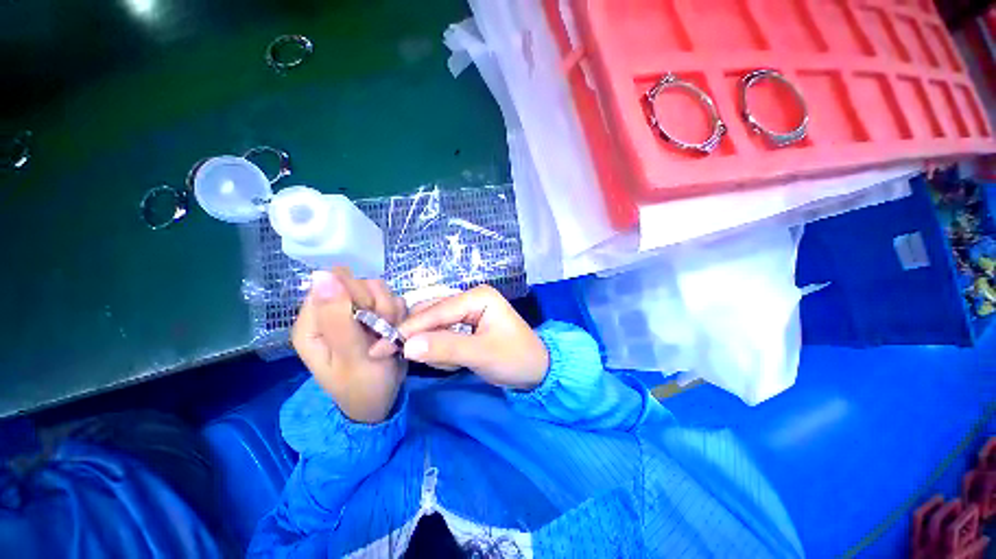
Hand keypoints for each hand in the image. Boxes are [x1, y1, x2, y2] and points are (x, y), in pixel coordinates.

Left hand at [292, 268, 406, 422]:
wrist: (381, 400)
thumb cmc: (362, 385)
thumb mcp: (350, 356)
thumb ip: (337, 318)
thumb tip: (321, 274)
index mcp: (313, 322)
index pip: (335, 281)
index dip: (357, 294)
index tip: (371, 316)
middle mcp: (331, 312)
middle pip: (360, 282)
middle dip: (378, 304)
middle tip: (383, 330)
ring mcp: (355, 311)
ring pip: (379, 289)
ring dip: (391, 310)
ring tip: (388, 334)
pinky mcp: (373, 313)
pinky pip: (392, 298)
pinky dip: (398, 313)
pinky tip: (394, 330)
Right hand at [370, 285, 548, 389]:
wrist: (537, 371)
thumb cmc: (515, 359)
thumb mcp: (482, 354)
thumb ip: (445, 348)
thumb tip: (406, 345)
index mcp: (477, 296)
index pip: (436, 311)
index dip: (408, 329)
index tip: (380, 347)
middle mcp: (470, 298)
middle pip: (432, 314)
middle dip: (420, 338)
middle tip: (401, 357)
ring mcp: (468, 310)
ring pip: (434, 325)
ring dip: (435, 347)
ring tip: (455, 364)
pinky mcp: (467, 324)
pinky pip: (443, 333)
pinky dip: (443, 350)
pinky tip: (457, 361)